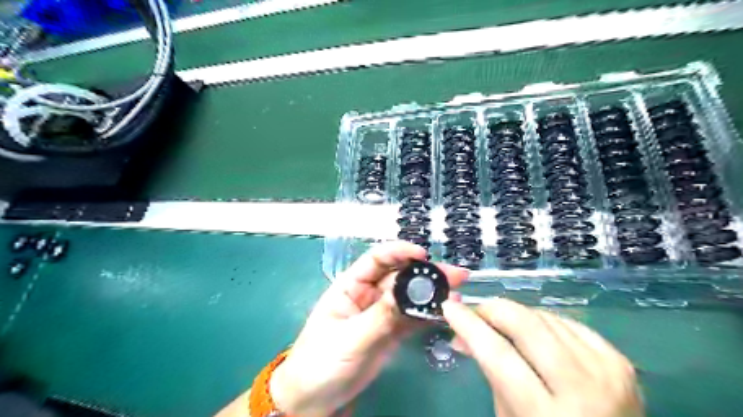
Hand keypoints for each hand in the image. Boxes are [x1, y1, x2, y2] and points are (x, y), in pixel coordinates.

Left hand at [269, 242, 461, 416]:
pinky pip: (412, 319)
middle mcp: (368, 295)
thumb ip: (379, 316)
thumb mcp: (349, 337)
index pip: (376, 259)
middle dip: (425, 273)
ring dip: (431, 294)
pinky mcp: (391, 333)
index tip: (422, 254)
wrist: (315, 399)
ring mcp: (381, 314)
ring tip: (456, 293)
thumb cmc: (321, 361)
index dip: (399, 252)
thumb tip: (407, 293)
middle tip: (454, 275)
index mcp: (351, 286)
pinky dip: (428, 315)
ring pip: (409, 297)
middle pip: (399, 277)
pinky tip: (445, 313)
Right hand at [441, 298, 644, 415]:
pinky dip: (543, 320)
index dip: (469, 325)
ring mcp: (606, 371)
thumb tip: (463, 333)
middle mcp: (581, 390)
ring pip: (545, 317)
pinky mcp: (620, 360)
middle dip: (493, 309)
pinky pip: (568, 322)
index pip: (498, 354)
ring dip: (516, 314)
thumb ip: (490, 371)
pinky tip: (534, 330)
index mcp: (546, 415)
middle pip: (526, 326)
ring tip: (502, 323)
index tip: (449, 307)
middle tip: (477, 311)